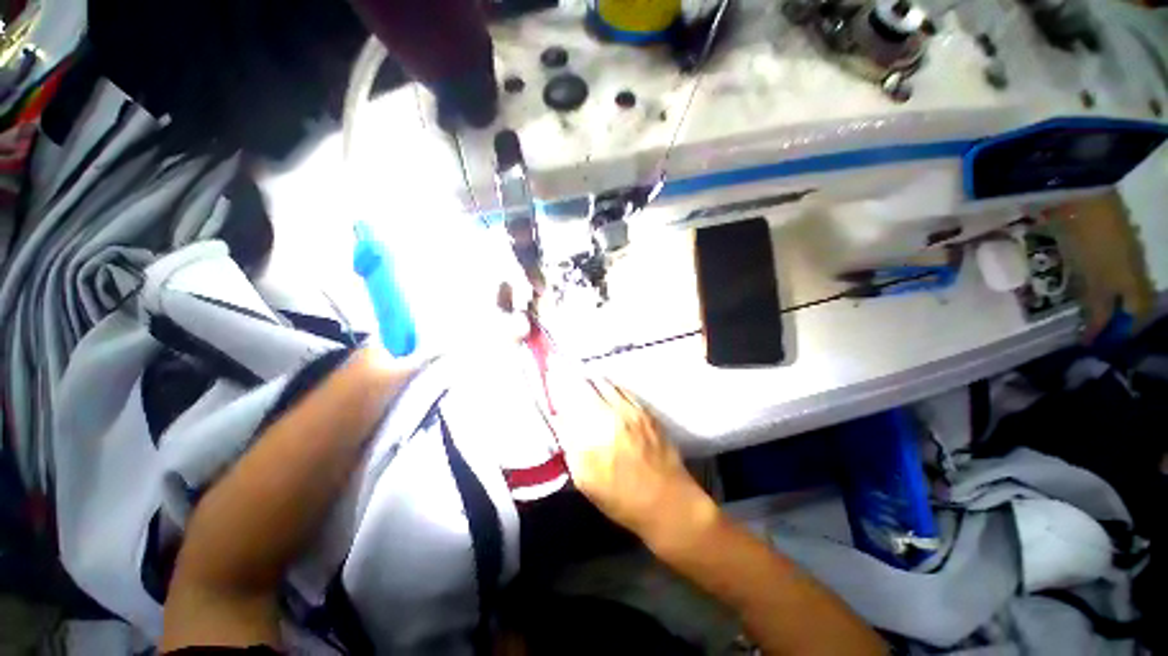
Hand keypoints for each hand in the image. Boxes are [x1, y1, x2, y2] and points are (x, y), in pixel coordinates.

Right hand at [546, 371, 716, 549]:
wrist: (668, 502)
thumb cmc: (621, 498)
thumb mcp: (586, 480)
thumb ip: (570, 446)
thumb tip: (559, 419)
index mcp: (593, 435)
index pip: (568, 401)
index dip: (556, 388)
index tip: (549, 381)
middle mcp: (612, 415)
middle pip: (585, 385)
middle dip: (571, 381)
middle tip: (563, 380)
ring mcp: (632, 409)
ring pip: (605, 383)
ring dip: (590, 381)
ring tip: (583, 383)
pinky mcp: (646, 410)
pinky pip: (623, 389)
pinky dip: (610, 386)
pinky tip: (606, 390)